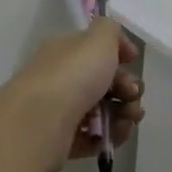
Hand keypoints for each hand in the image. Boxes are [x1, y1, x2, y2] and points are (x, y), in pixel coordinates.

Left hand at [0, 17, 144, 171]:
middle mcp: (61, 78)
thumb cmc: (71, 75)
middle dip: (128, 88)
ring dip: (124, 113)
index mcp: (65, 51)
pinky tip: (116, 135)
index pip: (96, 50)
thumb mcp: (98, 39)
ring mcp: (61, 111)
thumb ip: (111, 30)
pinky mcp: (63, 141)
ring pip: (103, 111)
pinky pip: (94, 136)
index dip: (119, 54)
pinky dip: (110, 135)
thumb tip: (118, 46)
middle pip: (104, 82)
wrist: (38, 123)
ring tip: (128, 118)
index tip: (133, 61)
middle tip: (133, 95)